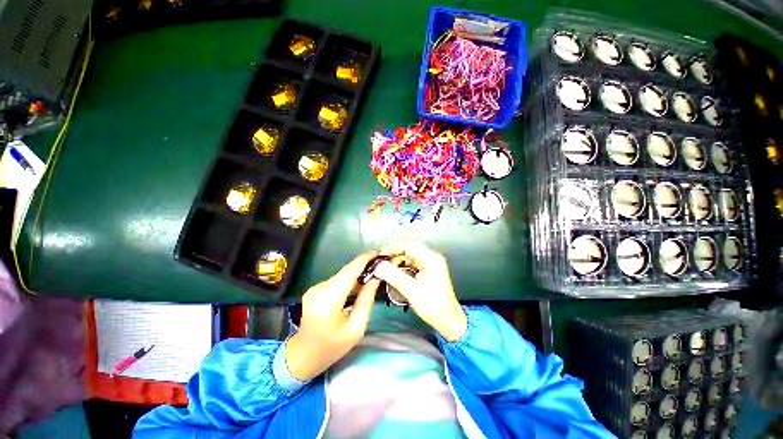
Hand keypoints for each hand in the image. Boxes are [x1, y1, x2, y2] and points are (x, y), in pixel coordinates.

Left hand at [285, 252, 379, 380]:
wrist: (303, 355)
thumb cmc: (332, 347)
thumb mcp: (356, 328)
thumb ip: (366, 300)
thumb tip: (375, 278)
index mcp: (328, 300)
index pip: (349, 272)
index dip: (364, 260)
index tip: (378, 252)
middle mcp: (319, 289)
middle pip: (346, 271)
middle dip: (364, 265)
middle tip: (381, 264)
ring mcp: (315, 288)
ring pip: (343, 275)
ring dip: (358, 273)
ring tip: (375, 272)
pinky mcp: (316, 289)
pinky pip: (338, 280)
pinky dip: (350, 279)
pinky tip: (361, 283)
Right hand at [374, 240, 466, 341]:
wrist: (448, 320)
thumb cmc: (432, 305)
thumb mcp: (411, 290)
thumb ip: (393, 275)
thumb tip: (378, 265)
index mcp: (430, 258)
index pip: (408, 244)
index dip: (392, 247)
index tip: (379, 255)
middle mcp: (431, 256)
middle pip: (408, 248)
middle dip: (393, 253)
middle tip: (380, 262)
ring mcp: (429, 263)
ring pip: (408, 255)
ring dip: (396, 260)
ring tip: (385, 269)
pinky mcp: (426, 269)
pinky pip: (411, 263)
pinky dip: (401, 266)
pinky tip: (393, 272)